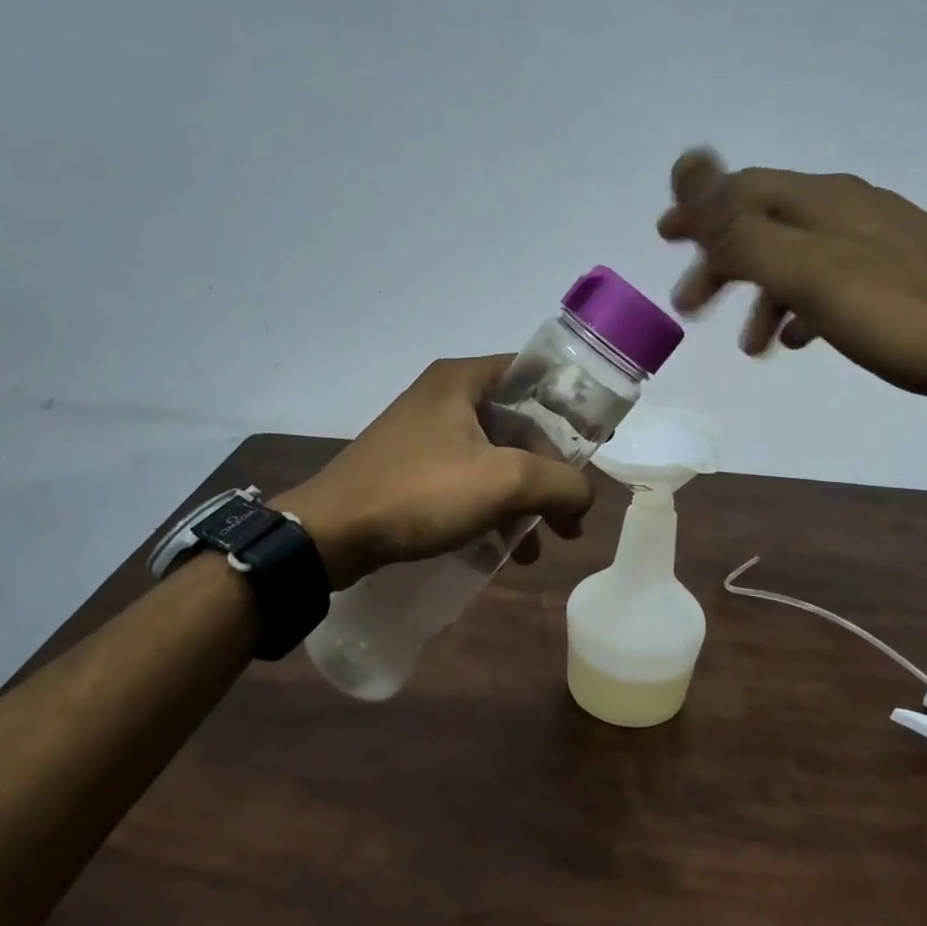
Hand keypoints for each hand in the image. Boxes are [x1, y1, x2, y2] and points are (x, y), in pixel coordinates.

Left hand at [272, 356, 592, 590]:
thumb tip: (584, 497)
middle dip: (551, 470)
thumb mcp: (504, 482)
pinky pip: (469, 480)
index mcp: (464, 380)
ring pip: (496, 457)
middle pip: (520, 423)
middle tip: (571, 511)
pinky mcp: (413, 468)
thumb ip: (560, 483)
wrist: (329, 535)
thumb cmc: (420, 492)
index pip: (535, 375)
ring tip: (545, 543)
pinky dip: (493, 508)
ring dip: (525, 497)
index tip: (597, 444)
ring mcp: (426, 434)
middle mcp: (446, 397)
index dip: (572, 406)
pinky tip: (506, 550)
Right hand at [657, 148, 926, 414]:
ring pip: (798, 257)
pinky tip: (801, 338)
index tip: (663, 238)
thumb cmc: (902, 312)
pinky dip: (800, 305)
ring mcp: (879, 241)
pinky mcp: (902, 275)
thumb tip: (686, 161)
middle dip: (722, 262)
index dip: (698, 211)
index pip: (742, 191)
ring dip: (760, 293)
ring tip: (749, 344)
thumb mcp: (808, 271)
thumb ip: (741, 226)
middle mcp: (849, 209)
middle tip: (692, 306)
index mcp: (823, 201)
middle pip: (766, 223)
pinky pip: (830, 282)